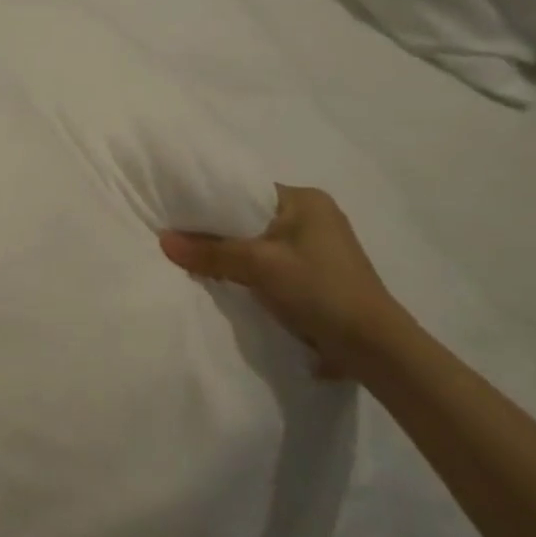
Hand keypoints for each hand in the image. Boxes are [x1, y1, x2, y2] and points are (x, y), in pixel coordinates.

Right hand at [160, 184, 413, 379]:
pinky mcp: (315, 276)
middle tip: (179, 239)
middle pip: (249, 218)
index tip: (177, 213)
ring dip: (232, 255)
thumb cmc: (319, 290)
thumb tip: (163, 240)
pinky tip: (226, 282)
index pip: (246, 190)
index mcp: (306, 200)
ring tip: (194, 261)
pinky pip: (269, 265)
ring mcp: (316, 248)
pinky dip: (248, 272)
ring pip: (258, 244)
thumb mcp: (259, 266)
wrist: (373, 347)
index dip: (210, 200)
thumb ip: (211, 251)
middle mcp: (313, 217)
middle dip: (218, 231)